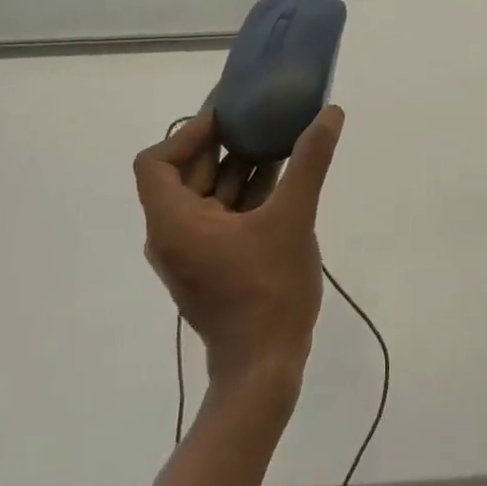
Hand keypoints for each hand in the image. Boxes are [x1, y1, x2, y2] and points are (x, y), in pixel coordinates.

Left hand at [134, 107, 342, 393]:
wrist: (264, 372)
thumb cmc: (268, 291)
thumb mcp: (293, 218)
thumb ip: (309, 162)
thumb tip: (331, 113)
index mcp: (173, 221)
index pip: (156, 161)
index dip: (188, 133)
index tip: (226, 118)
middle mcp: (173, 234)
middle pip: (185, 173)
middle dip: (221, 144)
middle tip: (256, 116)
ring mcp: (192, 253)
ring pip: (207, 195)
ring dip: (237, 167)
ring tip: (276, 139)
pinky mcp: (212, 266)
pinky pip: (220, 217)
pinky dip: (244, 195)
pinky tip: (282, 177)